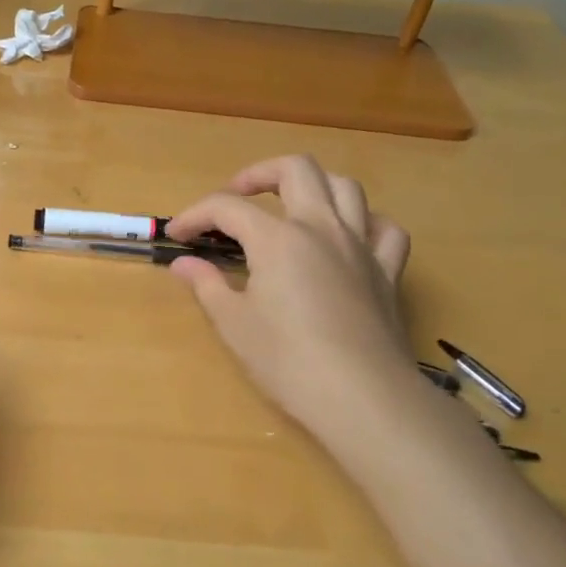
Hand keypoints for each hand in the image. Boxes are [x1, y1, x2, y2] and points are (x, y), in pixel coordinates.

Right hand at [168, 156, 414, 447]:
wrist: (362, 397)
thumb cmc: (288, 361)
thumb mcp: (234, 324)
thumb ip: (207, 285)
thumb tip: (184, 264)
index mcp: (278, 239)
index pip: (227, 208)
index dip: (195, 215)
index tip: (177, 235)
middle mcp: (321, 228)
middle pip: (296, 170)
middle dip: (259, 174)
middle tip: (236, 197)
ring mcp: (360, 247)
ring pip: (345, 187)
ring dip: (313, 187)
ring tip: (291, 207)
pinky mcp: (387, 272)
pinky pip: (384, 229)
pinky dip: (364, 223)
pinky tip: (348, 238)